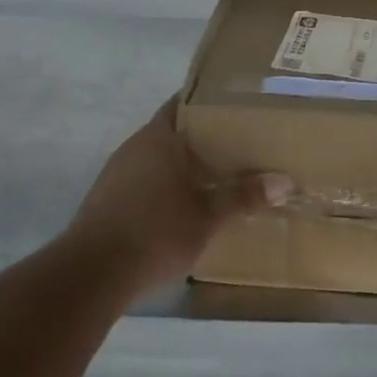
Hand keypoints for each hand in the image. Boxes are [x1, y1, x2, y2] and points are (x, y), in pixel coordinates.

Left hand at [64, 97, 291, 294]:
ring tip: (217, 174)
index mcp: (160, 137)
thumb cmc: (156, 233)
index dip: (210, 102)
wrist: (92, 273)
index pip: (185, 103)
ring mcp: (117, 171)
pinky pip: (144, 178)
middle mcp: (136, 145)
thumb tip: (285, 181)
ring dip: (183, 162)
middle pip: (174, 129)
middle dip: (203, 136)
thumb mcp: (207, 217)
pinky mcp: (107, 197)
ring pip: (158, 156)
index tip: (238, 106)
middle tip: (239, 143)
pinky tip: (184, 203)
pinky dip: (165, 183)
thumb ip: (243, 197)